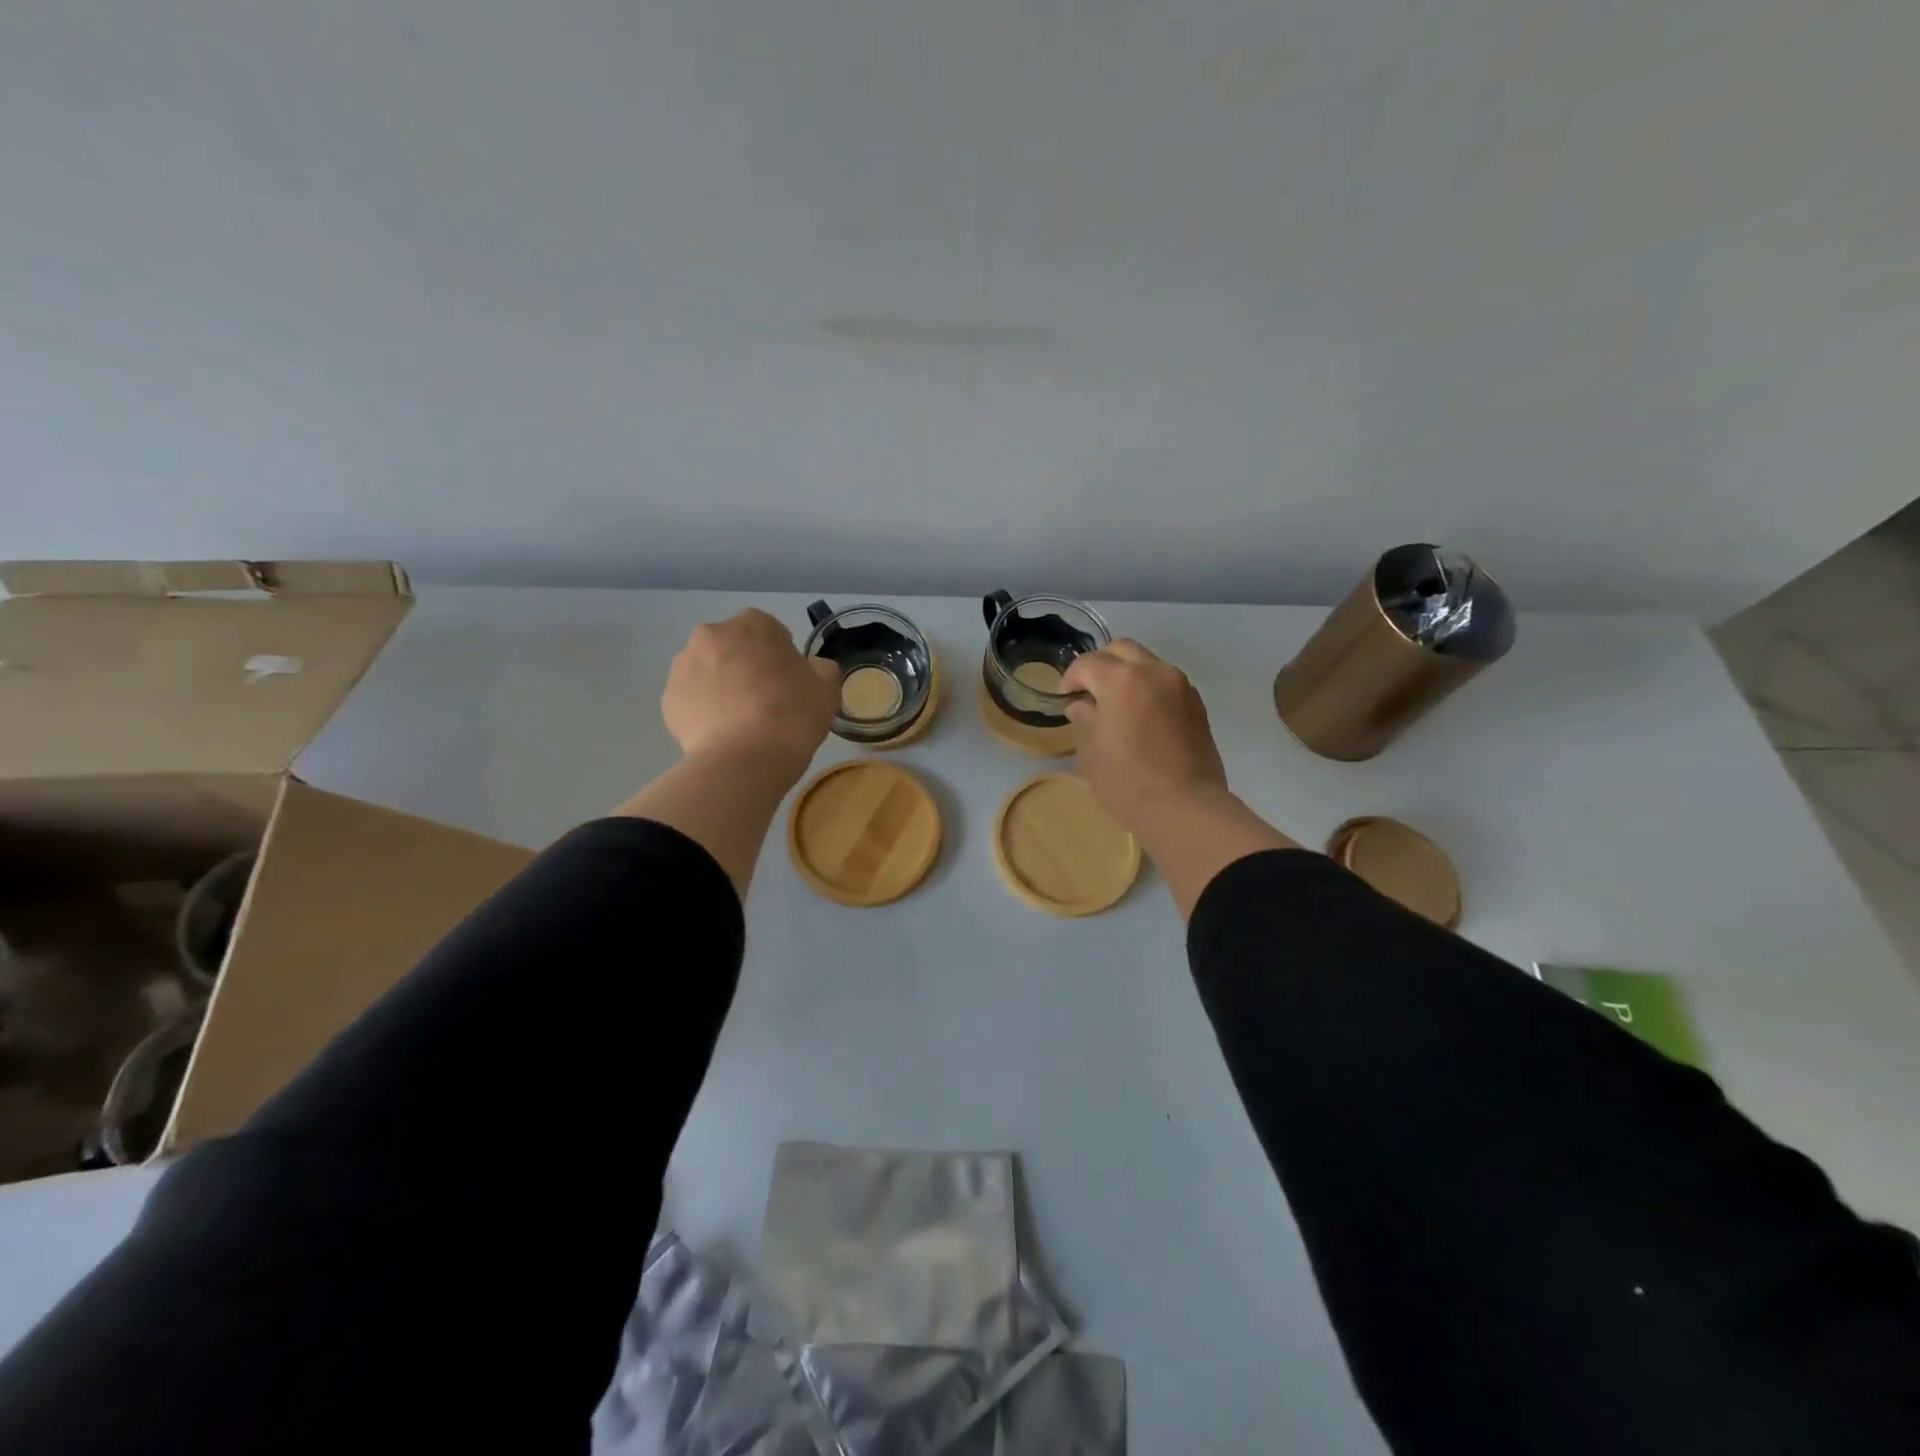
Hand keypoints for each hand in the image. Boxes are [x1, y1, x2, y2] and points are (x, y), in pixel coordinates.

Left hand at [662, 609, 839, 777]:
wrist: (744, 760)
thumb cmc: (792, 714)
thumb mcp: (827, 687)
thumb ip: (820, 668)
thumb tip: (811, 669)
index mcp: (752, 624)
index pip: (771, 632)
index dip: (782, 657)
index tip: (790, 684)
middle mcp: (711, 635)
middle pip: (734, 648)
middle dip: (746, 667)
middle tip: (766, 701)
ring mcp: (683, 667)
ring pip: (708, 672)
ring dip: (722, 687)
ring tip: (742, 722)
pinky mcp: (668, 700)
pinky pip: (692, 699)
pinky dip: (704, 711)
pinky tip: (723, 735)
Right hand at [1061, 640, 1229, 831]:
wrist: (1186, 808)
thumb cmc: (1127, 781)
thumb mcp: (1092, 751)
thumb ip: (1085, 719)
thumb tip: (1083, 706)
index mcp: (1122, 679)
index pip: (1088, 663)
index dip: (1071, 678)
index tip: (1064, 698)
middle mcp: (1155, 671)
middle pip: (1121, 650)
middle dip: (1101, 665)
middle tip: (1089, 693)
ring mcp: (1181, 686)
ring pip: (1147, 663)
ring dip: (1128, 675)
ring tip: (1116, 706)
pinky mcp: (1197, 705)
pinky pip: (1166, 683)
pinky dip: (1149, 689)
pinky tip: (1141, 717)